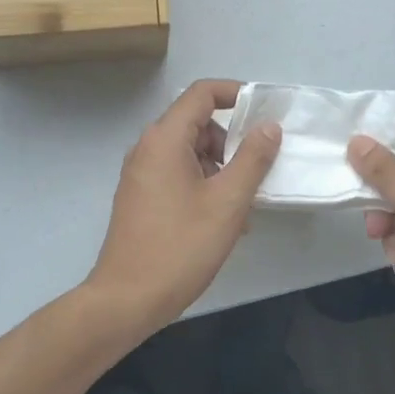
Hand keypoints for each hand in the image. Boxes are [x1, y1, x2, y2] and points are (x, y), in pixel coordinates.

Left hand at [85, 79, 282, 337]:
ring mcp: (141, 174)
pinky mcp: (140, 197)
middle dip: (232, 142)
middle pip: (197, 124)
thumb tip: (268, 127)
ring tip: (243, 207)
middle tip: (258, 172)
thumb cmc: (180, 247)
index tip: (264, 113)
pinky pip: (178, 175)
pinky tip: (222, 221)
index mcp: (164, 139)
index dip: (235, 94)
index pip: (202, 93)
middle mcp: (148, 148)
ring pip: (190, 153)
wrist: (126, 300)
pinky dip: (203, 185)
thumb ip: (253, 159)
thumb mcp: (228, 202)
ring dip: (221, 169)